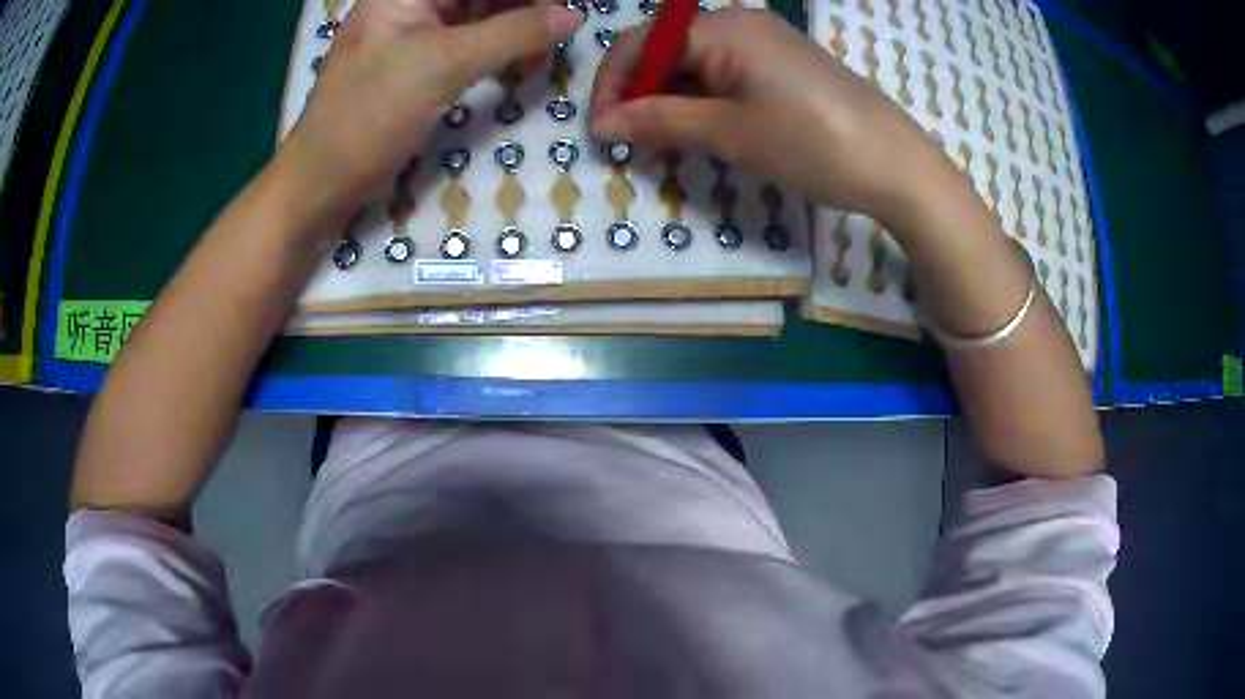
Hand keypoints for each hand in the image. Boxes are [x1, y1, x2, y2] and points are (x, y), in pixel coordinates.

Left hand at [278, 0, 582, 228]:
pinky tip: (524, 61)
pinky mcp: (419, 62)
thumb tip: (573, 16)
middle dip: (526, 7)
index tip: (567, 7)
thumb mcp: (444, 65)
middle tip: (563, 30)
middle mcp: (411, 3)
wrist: (322, 182)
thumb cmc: (370, 114)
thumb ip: (513, 33)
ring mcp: (414, 32)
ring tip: (548, 50)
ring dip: (518, 28)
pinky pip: (470, 42)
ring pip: (480, 14)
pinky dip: (499, 49)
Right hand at [590, 8, 952, 225]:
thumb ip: (660, 121)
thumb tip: (605, 122)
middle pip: (667, 51)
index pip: (641, 44)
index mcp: (722, 27)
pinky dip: (706, 101)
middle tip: (631, 144)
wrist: (896, 165)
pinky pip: (728, 74)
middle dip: (641, 95)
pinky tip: (703, 131)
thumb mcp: (729, 133)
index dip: (612, 85)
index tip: (601, 131)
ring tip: (663, 145)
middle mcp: (740, 22)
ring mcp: (767, 42)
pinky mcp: (785, 64)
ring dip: (672, 101)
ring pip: (697, 65)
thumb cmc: (811, 142)